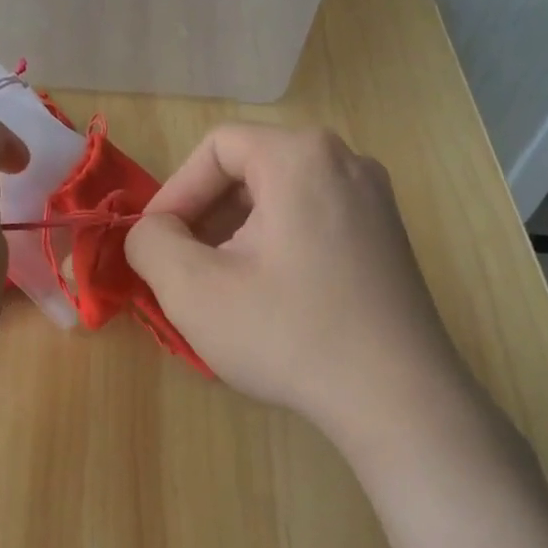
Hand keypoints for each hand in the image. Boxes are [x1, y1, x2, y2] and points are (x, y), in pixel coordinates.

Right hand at [125, 125, 467, 451]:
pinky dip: (277, 245)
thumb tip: (150, 232)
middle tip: (185, 269)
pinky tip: (270, 297)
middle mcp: (346, 161)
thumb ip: (150, 243)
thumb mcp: (194, 290)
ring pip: (281, 197)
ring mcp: (375, 200)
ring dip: (238, 234)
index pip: (216, 148)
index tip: (157, 245)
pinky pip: (314, 219)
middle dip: (206, 217)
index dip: (175, 193)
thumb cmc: (288, 334)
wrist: (397, 398)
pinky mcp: (387, 237)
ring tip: (223, 287)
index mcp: (301, 156)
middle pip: (251, 169)